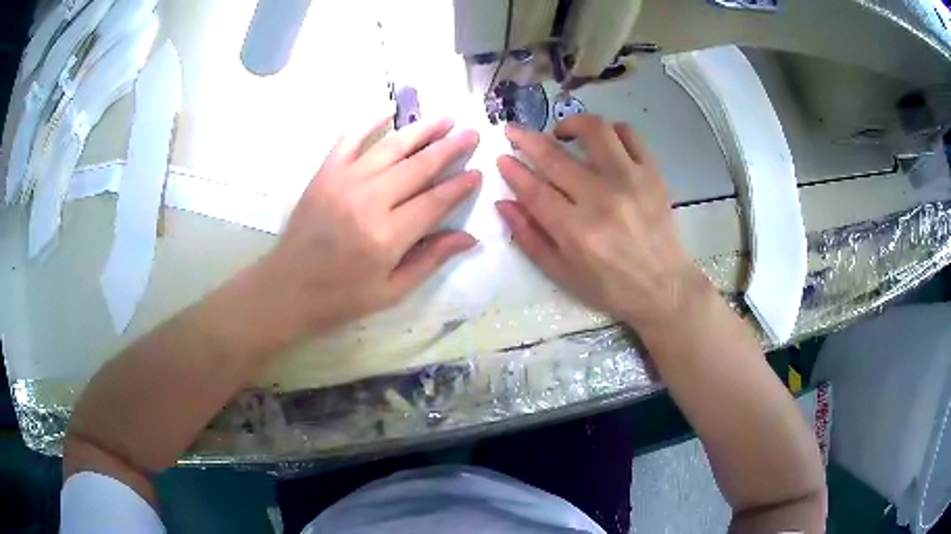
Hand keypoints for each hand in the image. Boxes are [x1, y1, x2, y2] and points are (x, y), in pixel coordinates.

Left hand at [258, 115, 481, 334]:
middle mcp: (369, 201)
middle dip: (450, 148)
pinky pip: (350, 139)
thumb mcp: (392, 291)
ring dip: (421, 130)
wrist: (288, 288)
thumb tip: (470, 238)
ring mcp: (344, 181)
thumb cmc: (342, 296)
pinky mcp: (325, 173)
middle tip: (472, 134)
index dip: (460, 185)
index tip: (478, 172)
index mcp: (387, 236)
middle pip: (419, 166)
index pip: (435, 201)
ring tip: (445, 119)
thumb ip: (431, 260)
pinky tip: (389, 111)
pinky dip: (370, 122)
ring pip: (391, 147)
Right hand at [495, 115, 705, 328]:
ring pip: (595, 131)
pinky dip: (610, 130)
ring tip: (561, 133)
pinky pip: (629, 135)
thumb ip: (530, 238)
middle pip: (556, 157)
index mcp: (577, 232)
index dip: (513, 171)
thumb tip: (504, 203)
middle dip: (526, 139)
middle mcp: (602, 200)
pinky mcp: (652, 174)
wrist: (664, 288)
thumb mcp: (563, 274)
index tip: (501, 157)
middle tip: (513, 131)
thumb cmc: (611, 287)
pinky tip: (600, 141)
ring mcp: (631, 181)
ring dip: (570, 123)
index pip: (535, 190)